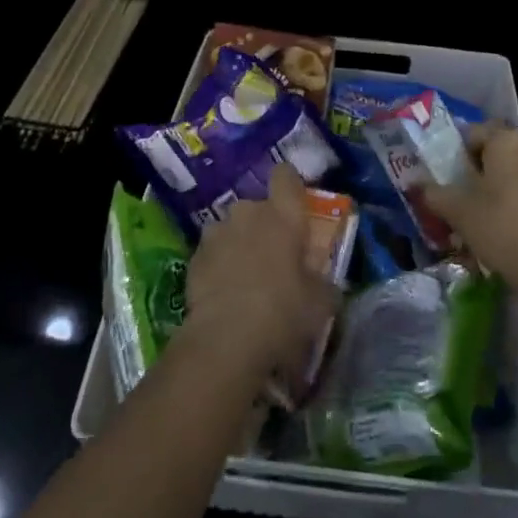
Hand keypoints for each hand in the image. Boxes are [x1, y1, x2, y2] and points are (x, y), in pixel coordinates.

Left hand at [180, 163, 337, 383]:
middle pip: (258, 206)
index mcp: (283, 215)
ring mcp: (217, 232)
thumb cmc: (283, 313)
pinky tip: (225, 293)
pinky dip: (219, 265)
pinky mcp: (194, 257)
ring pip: (233, 228)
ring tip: (246, 276)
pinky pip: (213, 251)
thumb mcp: (321, 302)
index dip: (290, 185)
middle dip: (265, 224)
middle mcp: (248, 213)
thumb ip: (323, 281)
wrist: (226, 342)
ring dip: (240, 243)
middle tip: (275, 256)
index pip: (286, 175)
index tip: (296, 203)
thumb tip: (323, 280)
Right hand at [421, 123, 517, 301]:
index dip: (460, 154)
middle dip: (486, 170)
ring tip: (495, 216)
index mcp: (509, 141)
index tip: (452, 179)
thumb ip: (434, 193)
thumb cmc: (501, 229)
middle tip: (470, 198)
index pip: (476, 133)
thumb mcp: (459, 212)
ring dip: (511, 185)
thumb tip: (416, 184)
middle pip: (503, 151)